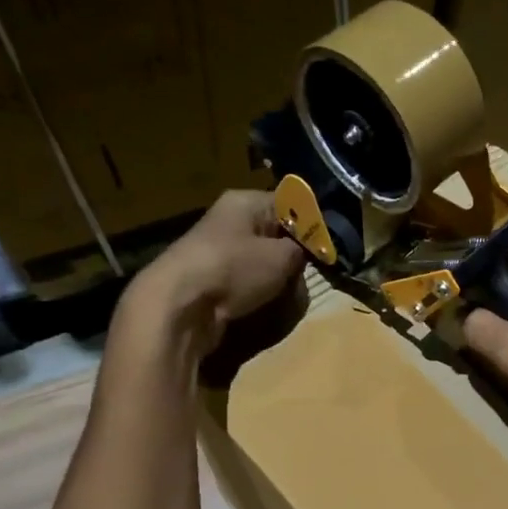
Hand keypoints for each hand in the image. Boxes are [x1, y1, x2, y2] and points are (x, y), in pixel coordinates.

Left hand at [112, 190, 304, 362]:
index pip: (289, 204)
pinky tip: (262, 305)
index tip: (327, 248)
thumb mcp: (282, 256)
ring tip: (284, 296)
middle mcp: (230, 221)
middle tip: (306, 275)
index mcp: (245, 202)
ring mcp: (218, 251)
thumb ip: (301, 249)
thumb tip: (306, 250)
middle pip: (276, 235)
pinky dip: (258, 294)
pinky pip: (246, 283)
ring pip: (263, 263)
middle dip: (294, 258)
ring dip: (278, 281)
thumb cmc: (235, 269)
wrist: (180, 306)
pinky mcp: (212, 280)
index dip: (311, 225)